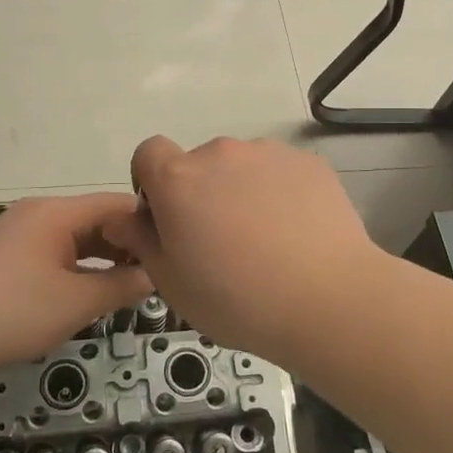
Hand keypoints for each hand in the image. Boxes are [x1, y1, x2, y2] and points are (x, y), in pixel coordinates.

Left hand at [0, 193, 152, 376]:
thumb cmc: (12, 312)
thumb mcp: (76, 303)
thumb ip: (121, 287)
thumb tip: (154, 275)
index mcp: (57, 212)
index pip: (116, 204)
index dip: (148, 223)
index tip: (174, 248)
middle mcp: (39, 212)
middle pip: (95, 218)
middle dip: (127, 243)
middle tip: (157, 272)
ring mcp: (19, 232)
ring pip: (74, 236)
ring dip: (102, 257)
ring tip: (130, 284)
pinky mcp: (5, 254)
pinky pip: (54, 249)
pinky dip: (77, 265)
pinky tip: (89, 290)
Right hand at [100, 136, 383, 359]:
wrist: (328, 299)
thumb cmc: (237, 300)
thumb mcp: (172, 283)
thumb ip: (141, 241)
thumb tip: (124, 217)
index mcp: (178, 180)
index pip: (149, 153)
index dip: (152, 182)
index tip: (168, 219)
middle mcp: (220, 153)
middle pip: (198, 164)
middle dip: (201, 193)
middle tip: (221, 243)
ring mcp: (268, 153)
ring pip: (241, 168)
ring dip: (241, 191)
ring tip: (266, 241)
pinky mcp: (308, 162)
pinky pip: (280, 172)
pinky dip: (280, 193)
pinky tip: (297, 233)